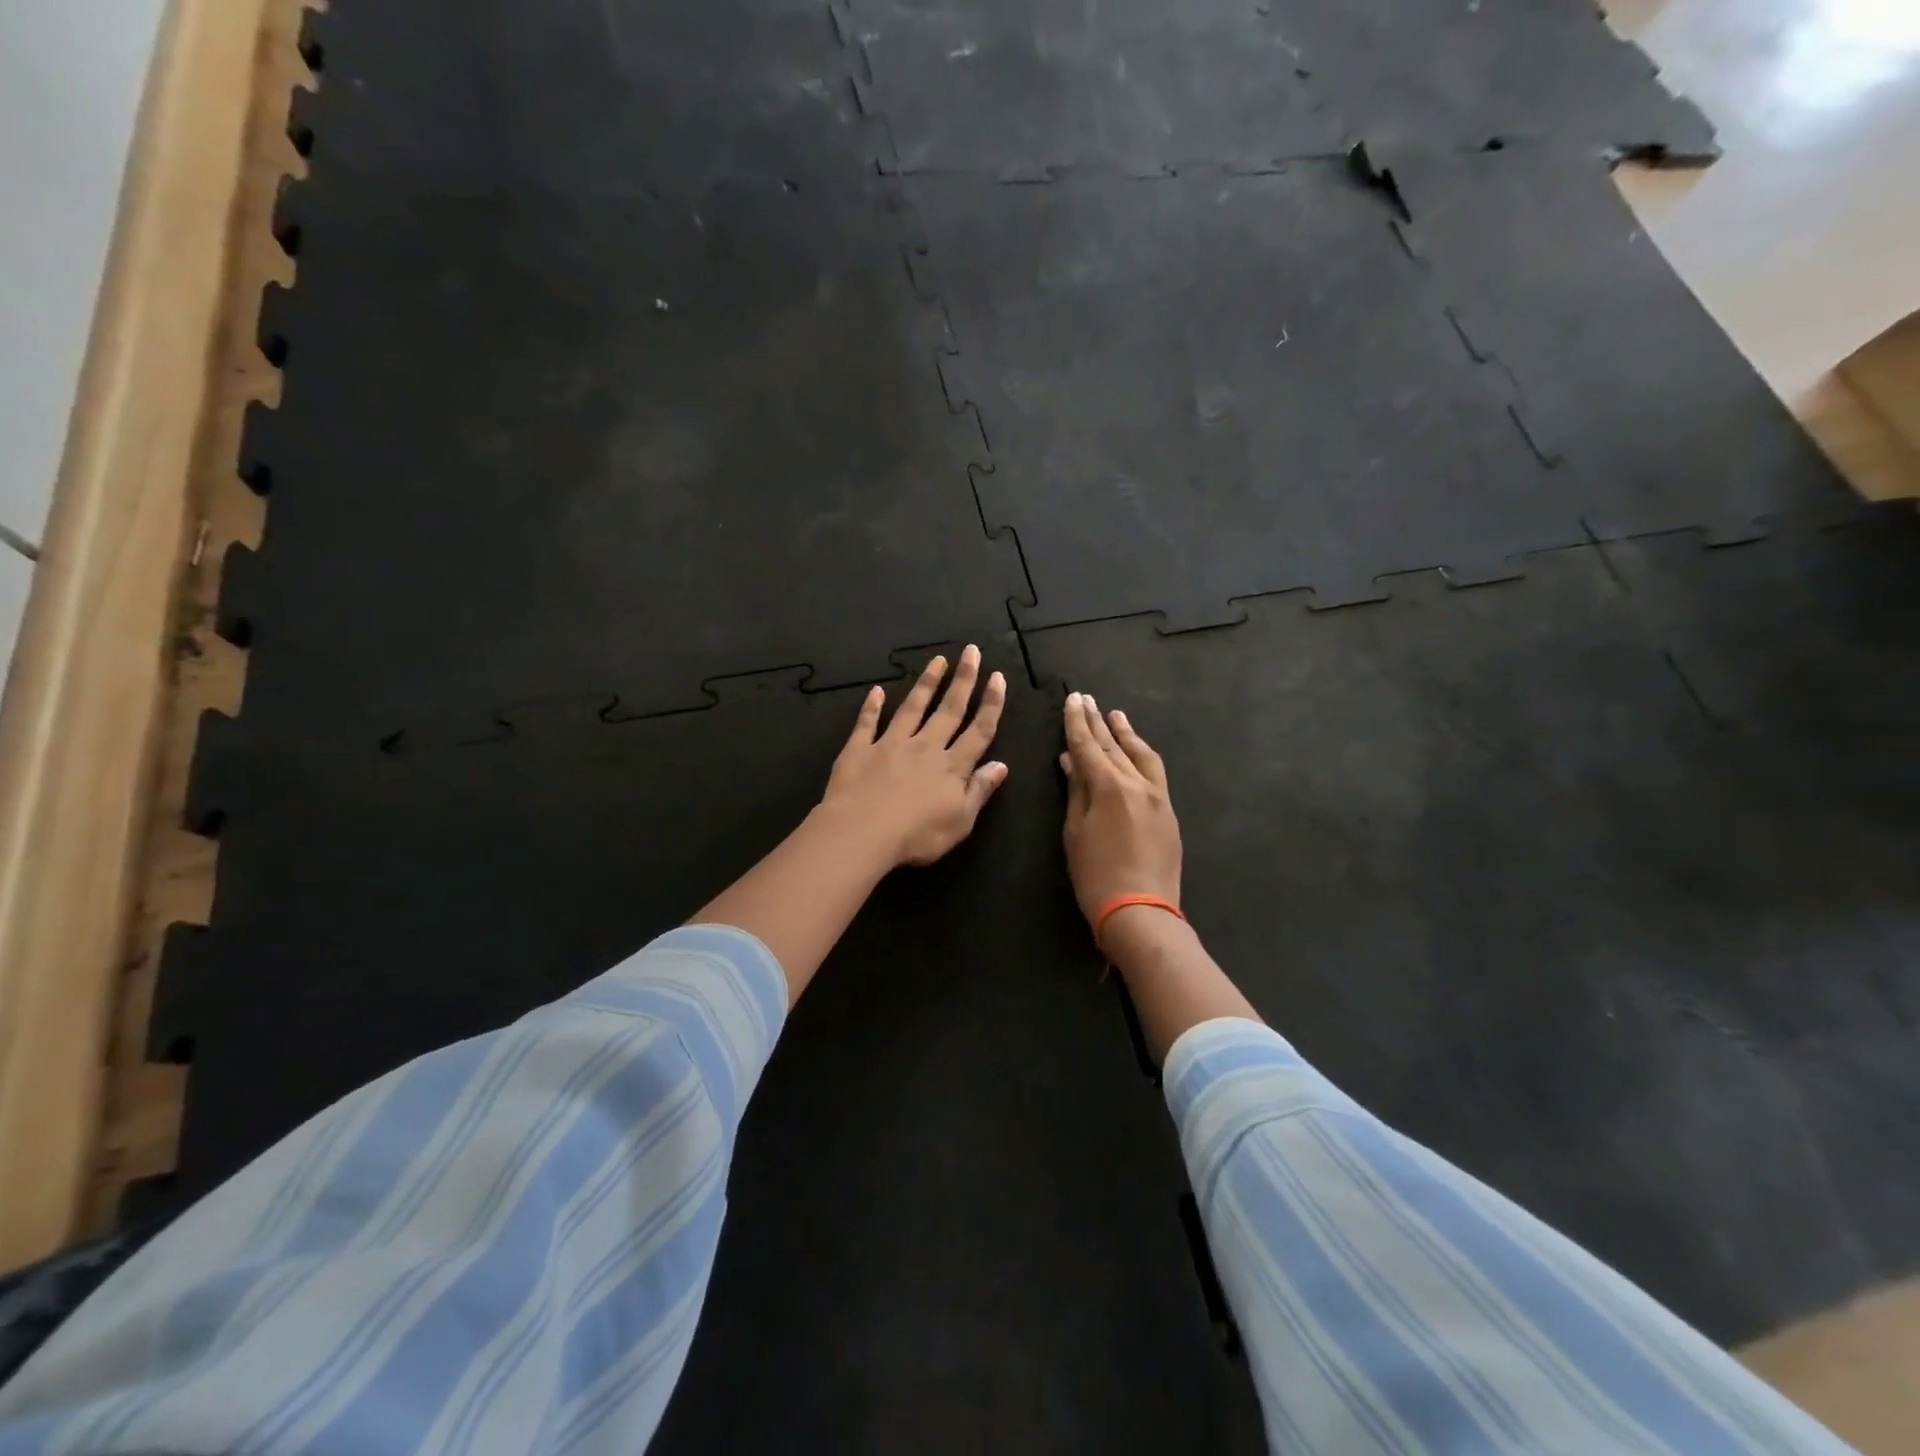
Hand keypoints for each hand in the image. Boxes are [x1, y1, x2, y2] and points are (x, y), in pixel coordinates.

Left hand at [822, 646, 1008, 868]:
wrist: (861, 833)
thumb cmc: (917, 836)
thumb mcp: (960, 821)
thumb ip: (980, 791)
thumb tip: (1001, 765)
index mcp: (952, 767)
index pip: (979, 730)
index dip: (991, 704)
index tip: (998, 677)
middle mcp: (924, 747)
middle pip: (948, 710)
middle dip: (963, 680)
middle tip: (971, 652)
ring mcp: (890, 745)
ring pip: (912, 708)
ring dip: (926, 683)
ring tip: (937, 661)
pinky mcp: (859, 750)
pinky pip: (867, 724)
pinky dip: (872, 707)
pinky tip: (877, 691)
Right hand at [1060, 692, 1180, 926]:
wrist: (1140, 910)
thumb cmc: (1095, 875)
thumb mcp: (1075, 832)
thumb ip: (1076, 791)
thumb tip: (1071, 759)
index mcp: (1109, 787)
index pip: (1088, 746)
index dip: (1077, 723)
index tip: (1073, 700)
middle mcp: (1136, 783)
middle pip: (1113, 746)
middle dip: (1098, 722)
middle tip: (1087, 700)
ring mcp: (1157, 795)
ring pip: (1140, 754)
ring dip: (1125, 733)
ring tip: (1115, 715)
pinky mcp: (1168, 810)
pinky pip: (1155, 771)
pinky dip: (1142, 754)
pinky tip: (1136, 749)